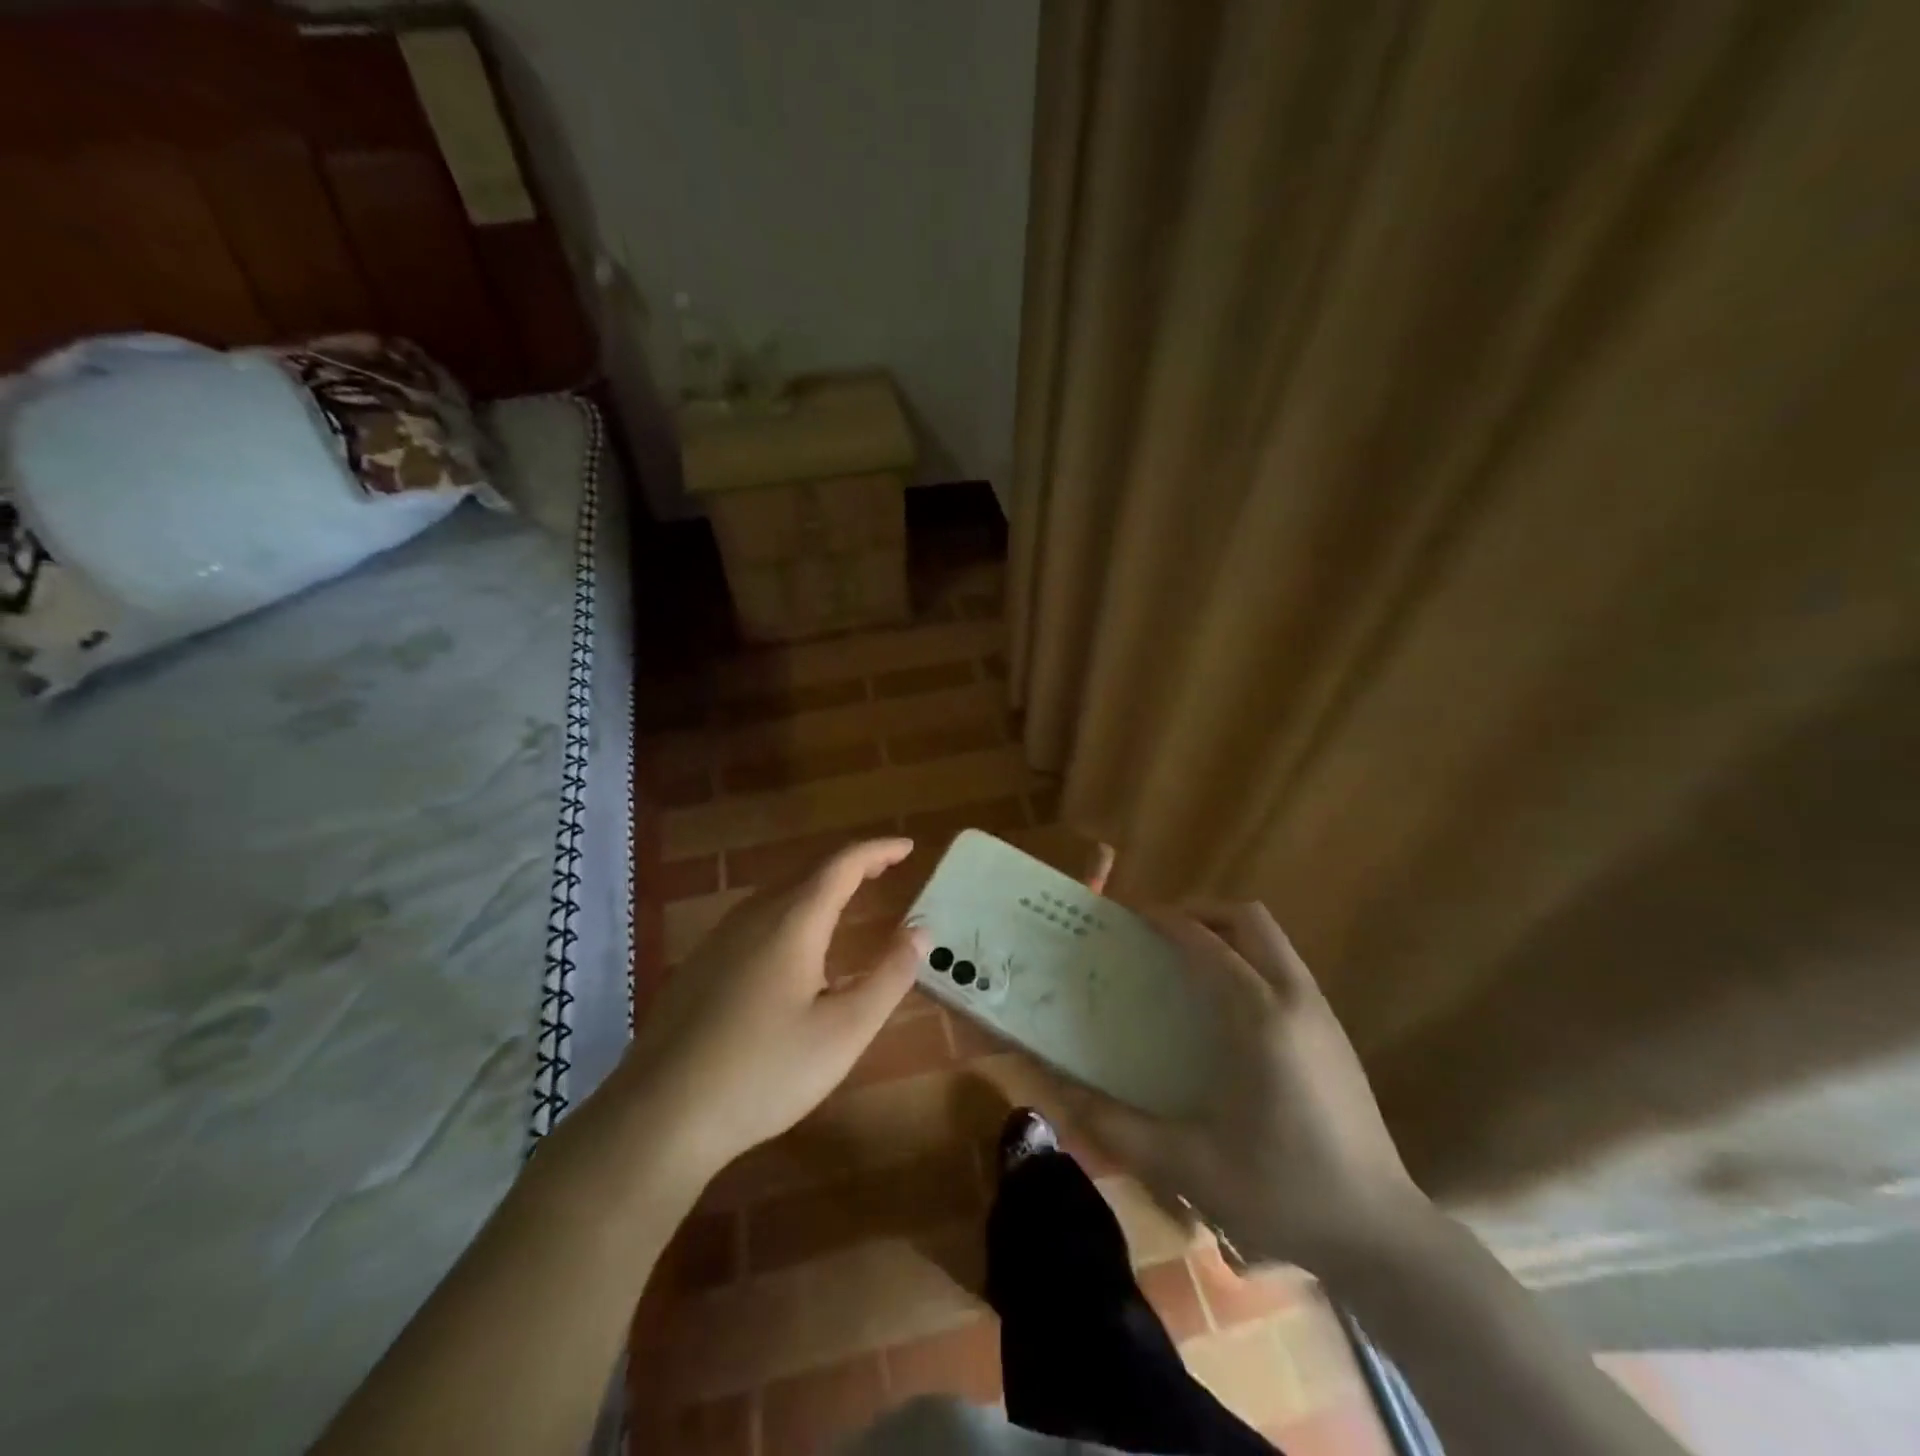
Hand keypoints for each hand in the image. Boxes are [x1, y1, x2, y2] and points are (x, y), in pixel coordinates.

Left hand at [620, 838, 925, 1179]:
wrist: (659, 1116)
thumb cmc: (764, 1071)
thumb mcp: (844, 1032)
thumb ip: (888, 977)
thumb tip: (920, 931)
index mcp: (793, 922)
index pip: (842, 864)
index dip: (878, 850)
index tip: (907, 846)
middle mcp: (754, 916)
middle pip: (809, 872)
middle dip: (851, 865)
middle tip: (885, 869)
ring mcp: (720, 939)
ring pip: (779, 894)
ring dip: (819, 887)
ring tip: (847, 898)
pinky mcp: (700, 965)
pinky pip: (757, 918)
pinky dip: (792, 911)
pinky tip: (794, 948)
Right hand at [1062, 901, 1427, 1270]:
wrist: (1380, 1233)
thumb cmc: (1282, 1193)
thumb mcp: (1190, 1165)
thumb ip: (1119, 1127)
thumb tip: (1063, 1097)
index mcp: (1260, 1019)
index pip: (1207, 943)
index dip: (1166, 921)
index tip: (1130, 918)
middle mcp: (1295, 1000)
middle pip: (1249, 919)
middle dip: (1201, 912)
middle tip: (1160, 931)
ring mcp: (1321, 1013)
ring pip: (1272, 938)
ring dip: (1227, 931)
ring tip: (1186, 959)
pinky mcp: (1334, 1032)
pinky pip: (1284, 965)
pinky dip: (1249, 957)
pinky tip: (1225, 1004)